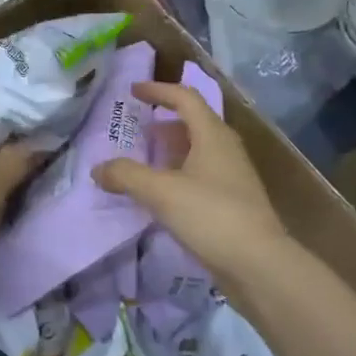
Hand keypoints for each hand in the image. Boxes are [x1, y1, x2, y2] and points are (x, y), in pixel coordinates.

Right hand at [94, 81, 289, 290]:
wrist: (257, 264)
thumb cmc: (211, 216)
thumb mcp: (161, 192)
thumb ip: (126, 175)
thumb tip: (98, 168)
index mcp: (213, 135)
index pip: (186, 98)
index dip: (159, 91)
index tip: (133, 92)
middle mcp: (226, 149)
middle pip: (194, 123)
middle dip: (164, 122)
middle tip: (137, 129)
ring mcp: (232, 176)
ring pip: (198, 151)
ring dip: (171, 150)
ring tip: (144, 161)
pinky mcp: (232, 202)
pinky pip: (201, 175)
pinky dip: (178, 174)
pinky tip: (162, 194)